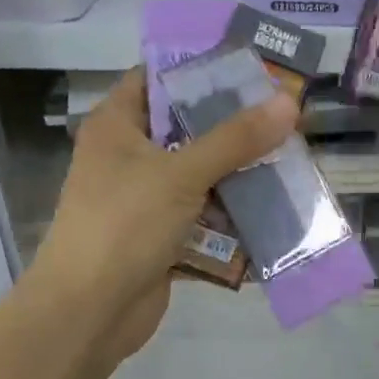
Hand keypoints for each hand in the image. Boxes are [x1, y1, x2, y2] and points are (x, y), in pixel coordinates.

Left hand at [27, 68, 296, 364]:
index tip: (249, 63)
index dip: (200, 67)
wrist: (88, 315)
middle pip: (187, 125)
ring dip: (239, 168)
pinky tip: (274, 202)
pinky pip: (204, 211)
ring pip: (200, 170)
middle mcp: (128, 154)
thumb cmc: (124, 225)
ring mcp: (144, 196)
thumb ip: (236, 138)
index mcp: (117, 124)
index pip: (157, 76)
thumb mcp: (181, 173)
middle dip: (234, 122)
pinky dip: (232, 210)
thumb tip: (289, 102)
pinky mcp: (161, 232)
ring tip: (290, 152)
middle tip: (284, 111)